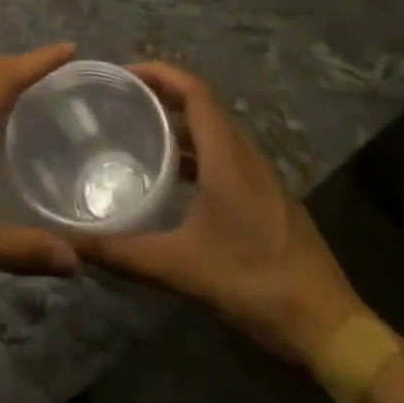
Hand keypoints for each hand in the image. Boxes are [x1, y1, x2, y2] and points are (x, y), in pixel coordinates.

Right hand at [71, 61, 369, 364]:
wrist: (331, 329)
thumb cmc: (256, 285)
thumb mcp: (181, 270)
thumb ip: (124, 254)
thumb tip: (72, 244)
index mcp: (228, 158)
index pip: (194, 91)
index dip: (159, 73)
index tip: (122, 73)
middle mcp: (247, 157)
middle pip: (203, 106)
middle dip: (162, 94)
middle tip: (120, 100)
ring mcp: (263, 179)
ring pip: (216, 133)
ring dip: (179, 123)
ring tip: (139, 133)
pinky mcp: (269, 200)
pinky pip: (226, 157)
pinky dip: (196, 152)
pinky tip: (174, 181)